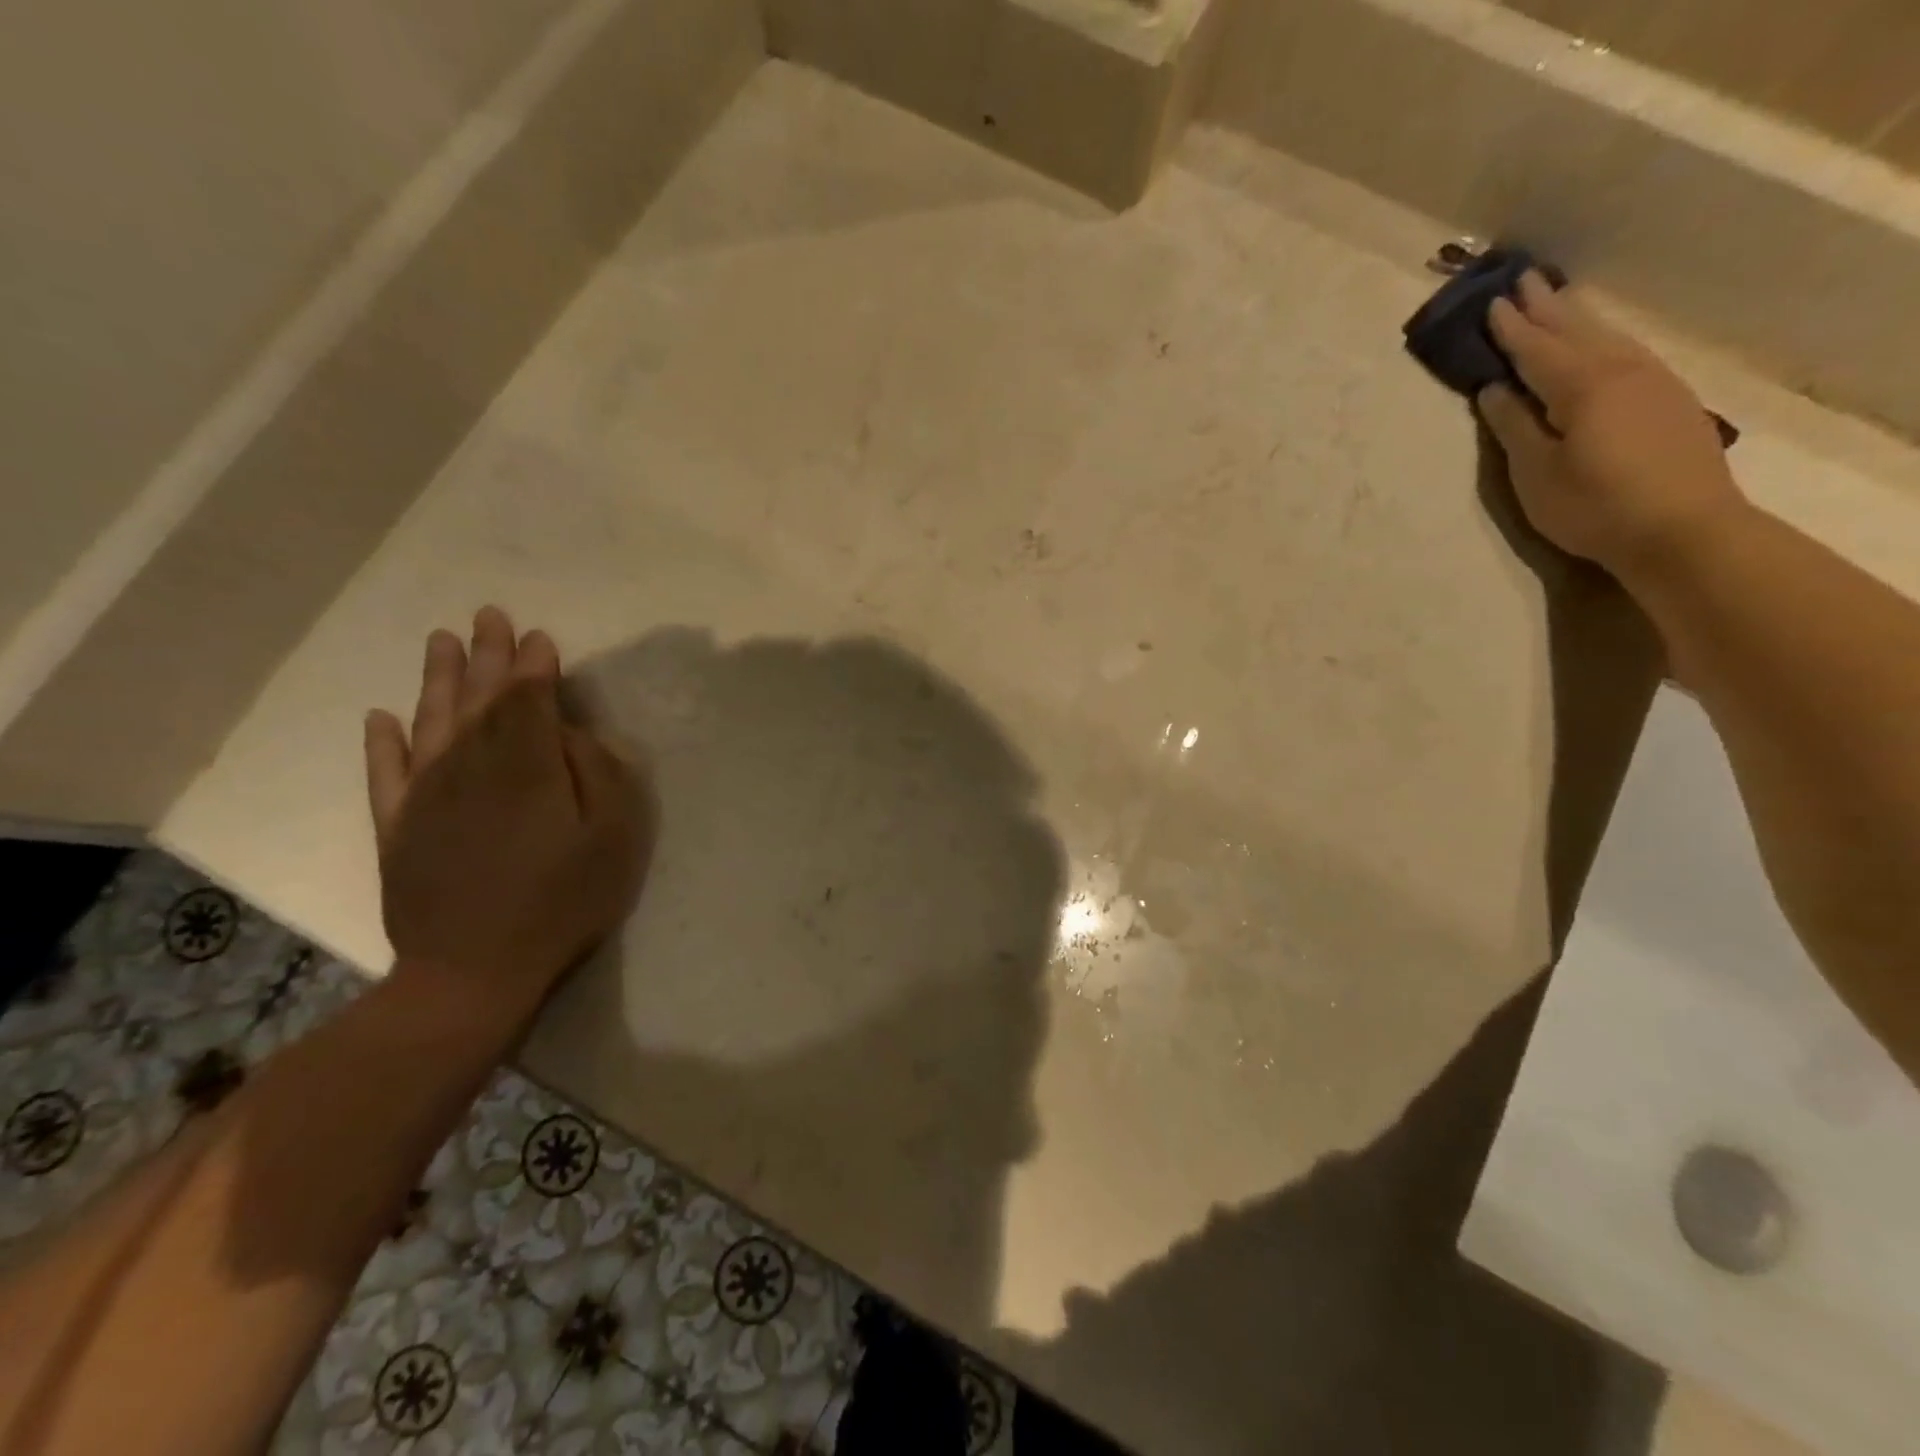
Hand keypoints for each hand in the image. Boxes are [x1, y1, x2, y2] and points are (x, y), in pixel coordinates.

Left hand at [363, 607, 650, 1018]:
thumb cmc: (562, 902)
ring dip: (437, 679)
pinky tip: (381, 718)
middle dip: (486, 657)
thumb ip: (600, 773)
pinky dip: (382, 743)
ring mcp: (425, 797)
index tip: (538, 637)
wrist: (473, 972)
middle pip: (478, 699)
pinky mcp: (397, 829)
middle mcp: (469, 767)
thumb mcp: (613, 837)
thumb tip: (573, 733)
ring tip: (441, 640)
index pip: (528, 699)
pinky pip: (385, 774)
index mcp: (525, 766)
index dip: (533, 666)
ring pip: (430, 722)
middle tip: (487, 616)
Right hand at [1476, 272, 1748, 586]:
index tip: (1491, 303)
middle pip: (1578, 330)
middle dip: (1547, 307)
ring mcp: (1653, 381)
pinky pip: (1628, 352)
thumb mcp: (1536, 474)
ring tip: (1559, 299)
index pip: (1536, 350)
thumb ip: (1514, 427)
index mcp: (1582, 386)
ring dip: (1578, 317)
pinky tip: (1600, 342)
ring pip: (1608, 337)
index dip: (1511, 328)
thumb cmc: (1594, 506)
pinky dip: (1604, 338)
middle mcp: (1621, 370)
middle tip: (1524, 279)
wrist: (1684, 529)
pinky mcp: (1670, 399)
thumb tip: (1495, 390)